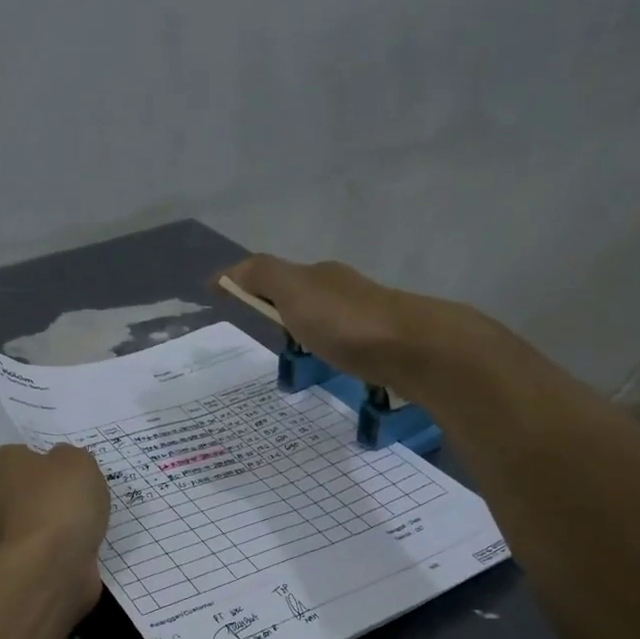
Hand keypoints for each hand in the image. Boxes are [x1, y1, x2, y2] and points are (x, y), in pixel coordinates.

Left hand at [0, 443, 109, 614]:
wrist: (52, 566)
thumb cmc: (60, 501)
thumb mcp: (77, 460)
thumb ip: (69, 457)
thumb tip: (62, 465)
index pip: (21, 454)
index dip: (48, 461)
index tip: (70, 471)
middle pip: (28, 489)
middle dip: (51, 494)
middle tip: (82, 496)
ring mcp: (2, 535)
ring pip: (37, 521)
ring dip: (59, 524)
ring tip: (88, 524)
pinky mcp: (19, 564)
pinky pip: (46, 548)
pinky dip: (63, 548)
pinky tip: (83, 547)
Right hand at [216, 253, 464, 391]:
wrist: (413, 349)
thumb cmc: (345, 321)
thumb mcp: (294, 291)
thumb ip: (261, 276)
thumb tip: (226, 271)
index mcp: (320, 275)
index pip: (276, 276)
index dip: (250, 287)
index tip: (227, 304)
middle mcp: (344, 289)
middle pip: (306, 295)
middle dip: (283, 308)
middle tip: (264, 334)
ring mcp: (368, 317)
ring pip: (329, 320)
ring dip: (311, 330)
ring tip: (297, 357)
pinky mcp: (384, 346)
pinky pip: (348, 343)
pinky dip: (332, 349)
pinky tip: (332, 367)